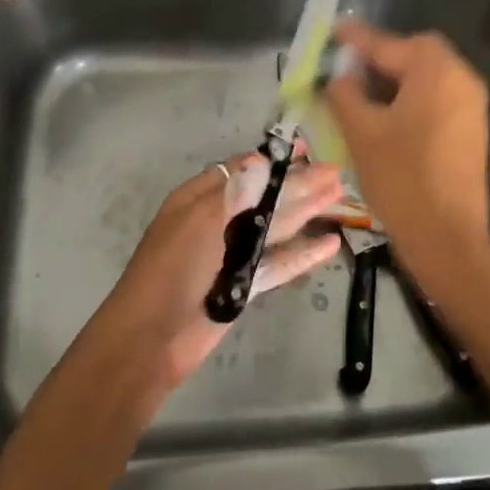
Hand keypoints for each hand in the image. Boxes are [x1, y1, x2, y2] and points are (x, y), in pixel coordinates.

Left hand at [102, 148, 345, 389]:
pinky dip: (302, 253)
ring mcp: (232, 254)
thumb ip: (236, 192)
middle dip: (298, 184)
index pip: (243, 170)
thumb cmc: (171, 269)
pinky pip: (278, 263)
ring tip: (339, 196)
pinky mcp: (244, 285)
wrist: (150, 339)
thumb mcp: (200, 220)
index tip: (305, 150)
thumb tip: (261, 160)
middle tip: (335, 173)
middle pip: (265, 197)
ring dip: (306, 211)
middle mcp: (217, 221)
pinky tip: (329, 243)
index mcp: (199, 199)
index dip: (274, 160)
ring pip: (276, 227)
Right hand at [324, 21, 489, 288]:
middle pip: (414, 54)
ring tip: (358, 93)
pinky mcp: (470, 129)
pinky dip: (409, 98)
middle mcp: (461, 78)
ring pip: (426, 78)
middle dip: (379, 57)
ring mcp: (470, 105)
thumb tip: (338, 76)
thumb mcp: (362, 132)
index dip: (356, 39)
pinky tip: (384, 116)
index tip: (331, 32)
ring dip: (393, 79)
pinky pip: (436, 99)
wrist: (447, 237)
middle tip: (345, 68)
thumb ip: (344, 94)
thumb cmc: (401, 178)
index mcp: (436, 71)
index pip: (389, 43)